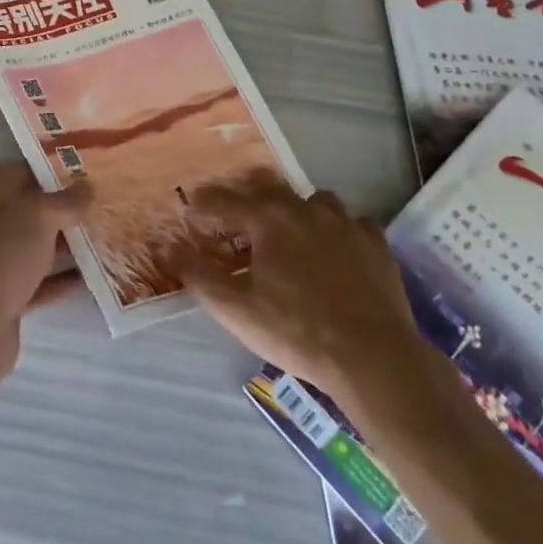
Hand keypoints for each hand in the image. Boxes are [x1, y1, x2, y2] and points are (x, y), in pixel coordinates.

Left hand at [0, 162, 86, 386]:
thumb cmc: (2, 255)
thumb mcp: (38, 217)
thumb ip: (64, 201)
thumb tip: (86, 187)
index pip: (18, 173)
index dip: (49, 169)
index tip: (83, 171)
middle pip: (28, 212)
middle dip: (61, 209)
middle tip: (99, 205)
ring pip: (34, 248)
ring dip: (64, 245)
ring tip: (101, 238)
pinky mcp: (5, 299)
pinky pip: (37, 282)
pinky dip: (60, 279)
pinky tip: (89, 277)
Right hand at [177, 171, 439, 421]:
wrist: (373, 357)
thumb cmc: (296, 331)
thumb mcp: (235, 309)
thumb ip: (198, 275)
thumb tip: (167, 248)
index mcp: (266, 220)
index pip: (223, 199)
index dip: (203, 202)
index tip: (192, 207)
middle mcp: (303, 209)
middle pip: (268, 186)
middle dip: (247, 194)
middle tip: (237, 213)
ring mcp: (344, 223)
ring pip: (312, 200)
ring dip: (295, 209)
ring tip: (289, 230)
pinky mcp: (375, 242)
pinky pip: (350, 222)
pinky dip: (336, 229)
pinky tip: (335, 249)